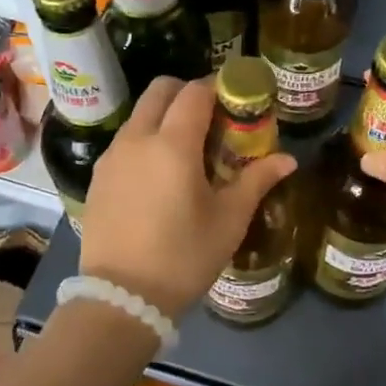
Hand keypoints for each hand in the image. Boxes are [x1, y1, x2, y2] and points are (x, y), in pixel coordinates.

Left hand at [79, 76, 296, 317]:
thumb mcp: (229, 220)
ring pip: (140, 114)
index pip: (195, 92)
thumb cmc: (184, 256)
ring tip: (187, 148)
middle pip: (160, 90)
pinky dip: (145, 139)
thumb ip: (257, 181)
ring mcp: (112, 156)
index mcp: (173, 144)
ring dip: (164, 115)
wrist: (121, 298)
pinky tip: (160, 173)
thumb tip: (288, 160)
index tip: (236, 98)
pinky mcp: (98, 176)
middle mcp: (137, 138)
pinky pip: (125, 140)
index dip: (218, 87)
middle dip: (187, 92)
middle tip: (212, 117)